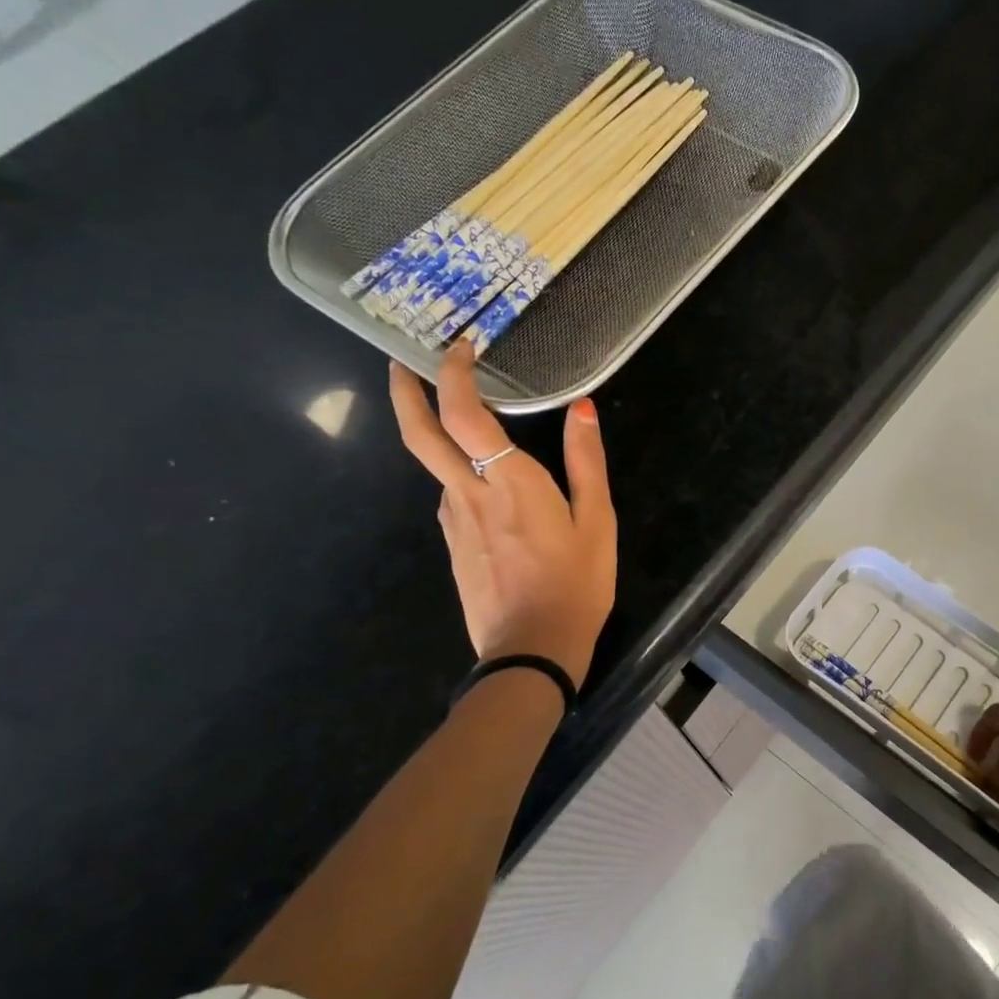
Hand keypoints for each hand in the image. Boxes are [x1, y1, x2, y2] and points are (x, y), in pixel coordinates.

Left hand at [388, 344, 616, 687]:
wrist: (532, 650)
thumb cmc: (575, 584)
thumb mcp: (597, 521)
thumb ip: (586, 462)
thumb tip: (582, 409)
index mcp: (508, 481)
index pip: (463, 413)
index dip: (453, 374)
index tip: (459, 348)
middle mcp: (469, 493)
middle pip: (420, 434)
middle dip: (405, 392)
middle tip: (401, 365)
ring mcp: (454, 522)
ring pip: (436, 468)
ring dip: (438, 436)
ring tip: (464, 425)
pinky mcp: (454, 546)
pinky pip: (453, 499)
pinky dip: (460, 476)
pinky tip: (487, 490)